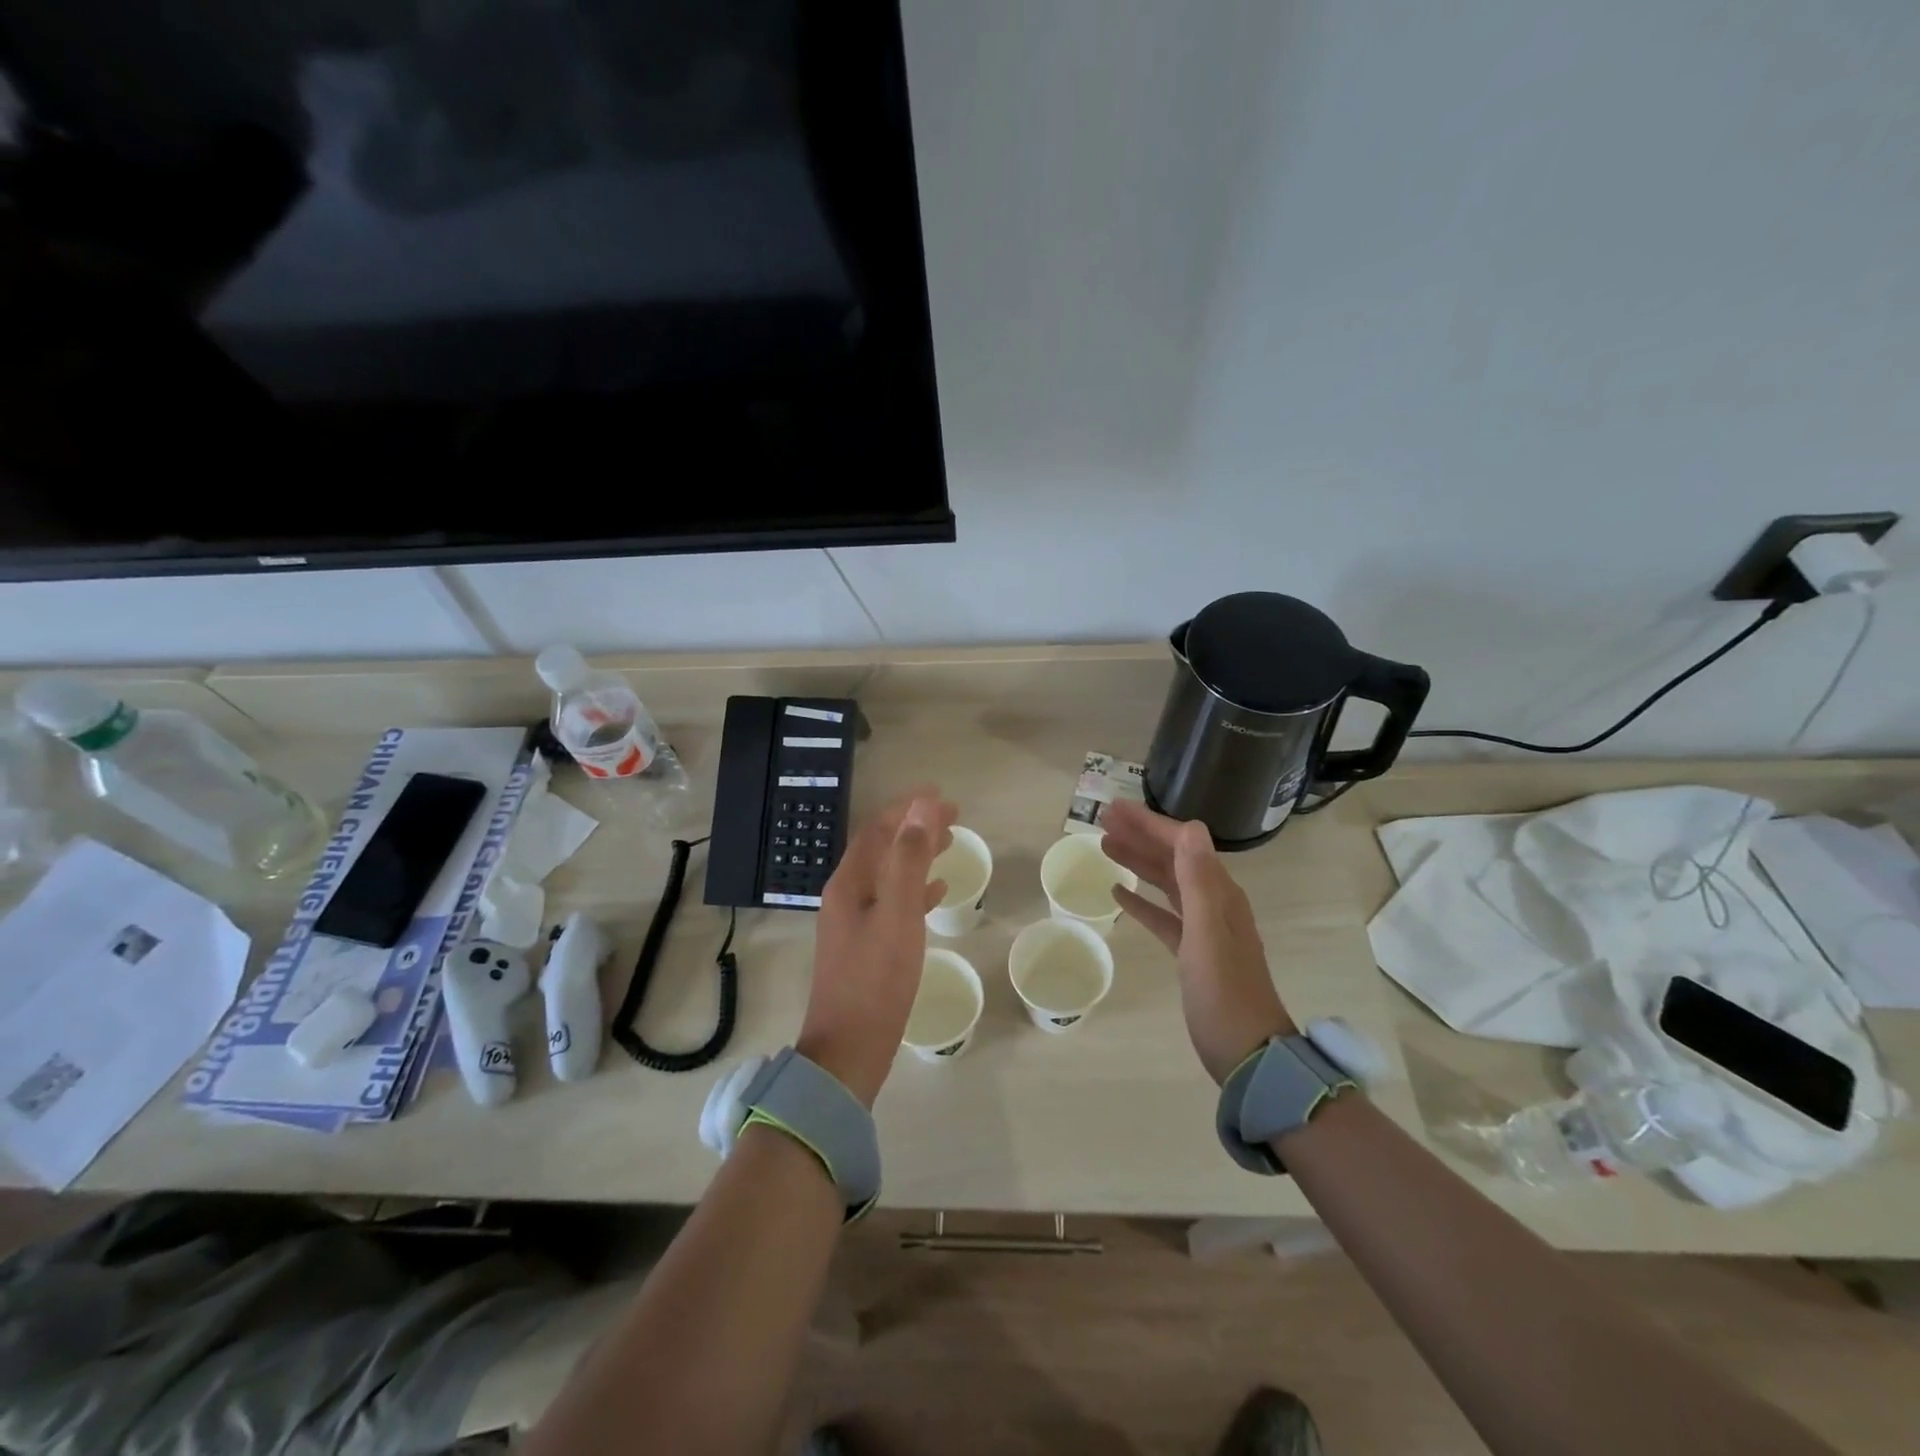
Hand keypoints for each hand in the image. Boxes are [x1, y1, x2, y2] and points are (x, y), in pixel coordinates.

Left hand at [799, 787, 957, 1106]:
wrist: (848, 1050)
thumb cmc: (876, 980)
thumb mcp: (898, 914)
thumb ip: (909, 859)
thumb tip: (921, 807)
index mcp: (850, 883)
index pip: (879, 829)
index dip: (908, 808)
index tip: (940, 794)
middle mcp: (847, 895)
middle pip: (882, 847)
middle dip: (914, 827)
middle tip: (953, 815)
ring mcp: (854, 921)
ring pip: (889, 873)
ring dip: (916, 854)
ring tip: (947, 844)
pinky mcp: (865, 945)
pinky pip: (893, 902)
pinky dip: (915, 888)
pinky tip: (936, 891)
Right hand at [1102, 801, 1294, 1082]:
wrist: (1248, 1052)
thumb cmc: (1224, 992)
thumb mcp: (1207, 933)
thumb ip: (1198, 881)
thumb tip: (1191, 828)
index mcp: (1218, 893)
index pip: (1182, 843)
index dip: (1149, 823)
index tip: (1115, 808)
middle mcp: (1213, 902)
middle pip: (1172, 857)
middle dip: (1140, 835)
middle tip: (1103, 819)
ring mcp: (1203, 928)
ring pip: (1166, 882)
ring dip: (1138, 861)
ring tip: (1105, 846)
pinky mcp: (1192, 952)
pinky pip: (1163, 915)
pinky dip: (1142, 901)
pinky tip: (1119, 893)